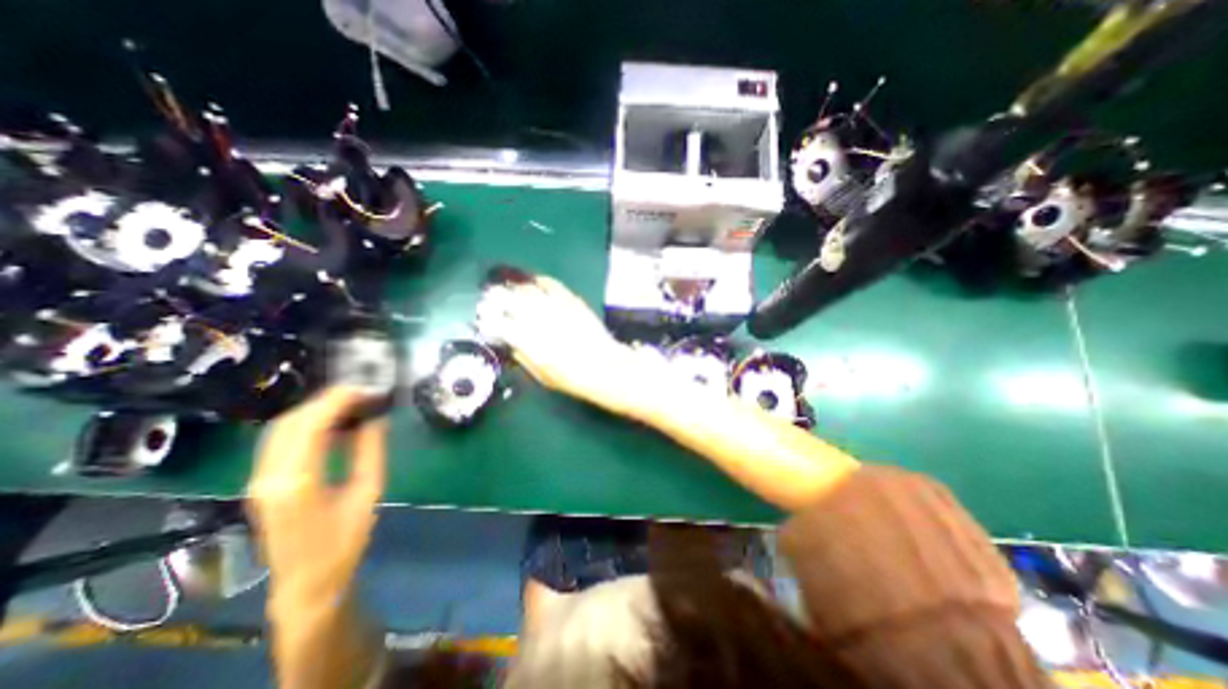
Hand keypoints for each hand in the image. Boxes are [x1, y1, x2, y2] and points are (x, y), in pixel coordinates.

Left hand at [246, 387, 385, 607]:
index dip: (337, 400)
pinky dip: (307, 426)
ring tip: (351, 404)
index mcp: (297, 482)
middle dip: (325, 400)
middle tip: (361, 392)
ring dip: (314, 411)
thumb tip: (377, 418)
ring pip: (281, 430)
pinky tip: (333, 426)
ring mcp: (259, 481)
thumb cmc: (345, 541)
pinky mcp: (262, 483)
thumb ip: (370, 451)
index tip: (364, 387)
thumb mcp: (368, 493)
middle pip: (289, 423)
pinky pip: (280, 443)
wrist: (307, 582)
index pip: (310, 426)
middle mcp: (268, 477)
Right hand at [473, 274, 645, 413]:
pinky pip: (550, 283)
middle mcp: (537, 318)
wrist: (604, 367)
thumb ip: (521, 354)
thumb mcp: (540, 375)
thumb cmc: (571, 378)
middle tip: (491, 300)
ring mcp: (555, 306)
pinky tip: (533, 283)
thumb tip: (508, 340)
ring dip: (513, 289)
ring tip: (509, 290)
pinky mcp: (571, 300)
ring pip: (526, 289)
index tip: (484, 319)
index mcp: (527, 340)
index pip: (497, 322)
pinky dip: (538, 281)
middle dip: (495, 298)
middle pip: (508, 299)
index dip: (487, 319)